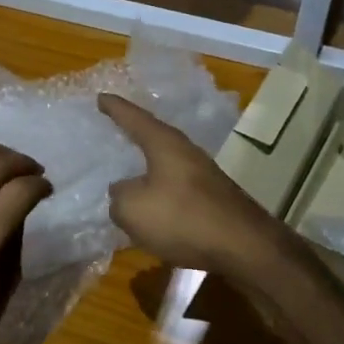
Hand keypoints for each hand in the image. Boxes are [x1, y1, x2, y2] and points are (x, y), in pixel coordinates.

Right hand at [100, 94, 287, 277]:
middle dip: (135, 135)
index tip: (101, 97)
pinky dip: (161, 193)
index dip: (115, 108)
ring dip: (148, 169)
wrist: (242, 246)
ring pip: (167, 166)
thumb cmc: (182, 218)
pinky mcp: (213, 199)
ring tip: (129, 172)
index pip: (135, 119)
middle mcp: (186, 152)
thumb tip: (123, 191)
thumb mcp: (132, 209)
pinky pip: (176, 189)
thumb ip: (119, 196)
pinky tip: (153, 206)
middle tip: (116, 128)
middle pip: (155, 138)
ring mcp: (204, 175)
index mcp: (165, 144)